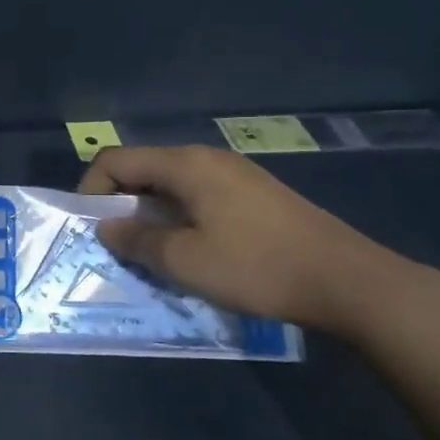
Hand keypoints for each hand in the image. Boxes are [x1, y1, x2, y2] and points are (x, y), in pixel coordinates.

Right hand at [77, 145, 406, 331]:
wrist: (348, 281)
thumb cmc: (257, 268)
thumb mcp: (185, 261)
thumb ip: (137, 241)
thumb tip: (107, 227)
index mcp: (186, 164)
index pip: (116, 160)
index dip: (91, 190)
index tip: (91, 229)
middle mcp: (207, 158)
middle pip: (143, 168)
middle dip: (119, 203)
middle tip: (116, 245)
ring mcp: (235, 174)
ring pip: (171, 184)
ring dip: (150, 214)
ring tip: (150, 253)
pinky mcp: (255, 194)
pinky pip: (198, 196)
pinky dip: (179, 217)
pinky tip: (191, 250)